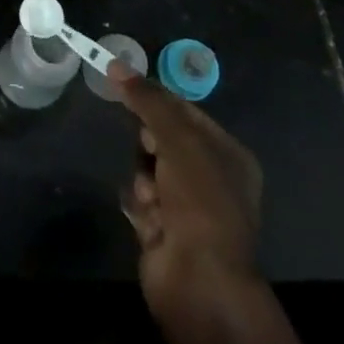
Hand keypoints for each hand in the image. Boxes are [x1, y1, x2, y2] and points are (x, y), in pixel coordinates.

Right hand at [113, 63, 263, 321]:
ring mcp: (189, 208)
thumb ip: (147, 100)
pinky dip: (140, 205)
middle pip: (163, 139)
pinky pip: (141, 199)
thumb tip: (115, 64)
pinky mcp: (165, 230)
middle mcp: (212, 179)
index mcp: (228, 155)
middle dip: (149, 145)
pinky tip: (147, 220)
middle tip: (149, 153)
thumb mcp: (177, 138)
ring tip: (151, 199)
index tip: (124, 87)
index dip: (156, 99)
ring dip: (143, 179)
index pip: (185, 112)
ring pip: (147, 169)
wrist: (198, 279)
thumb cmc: (200, 200)